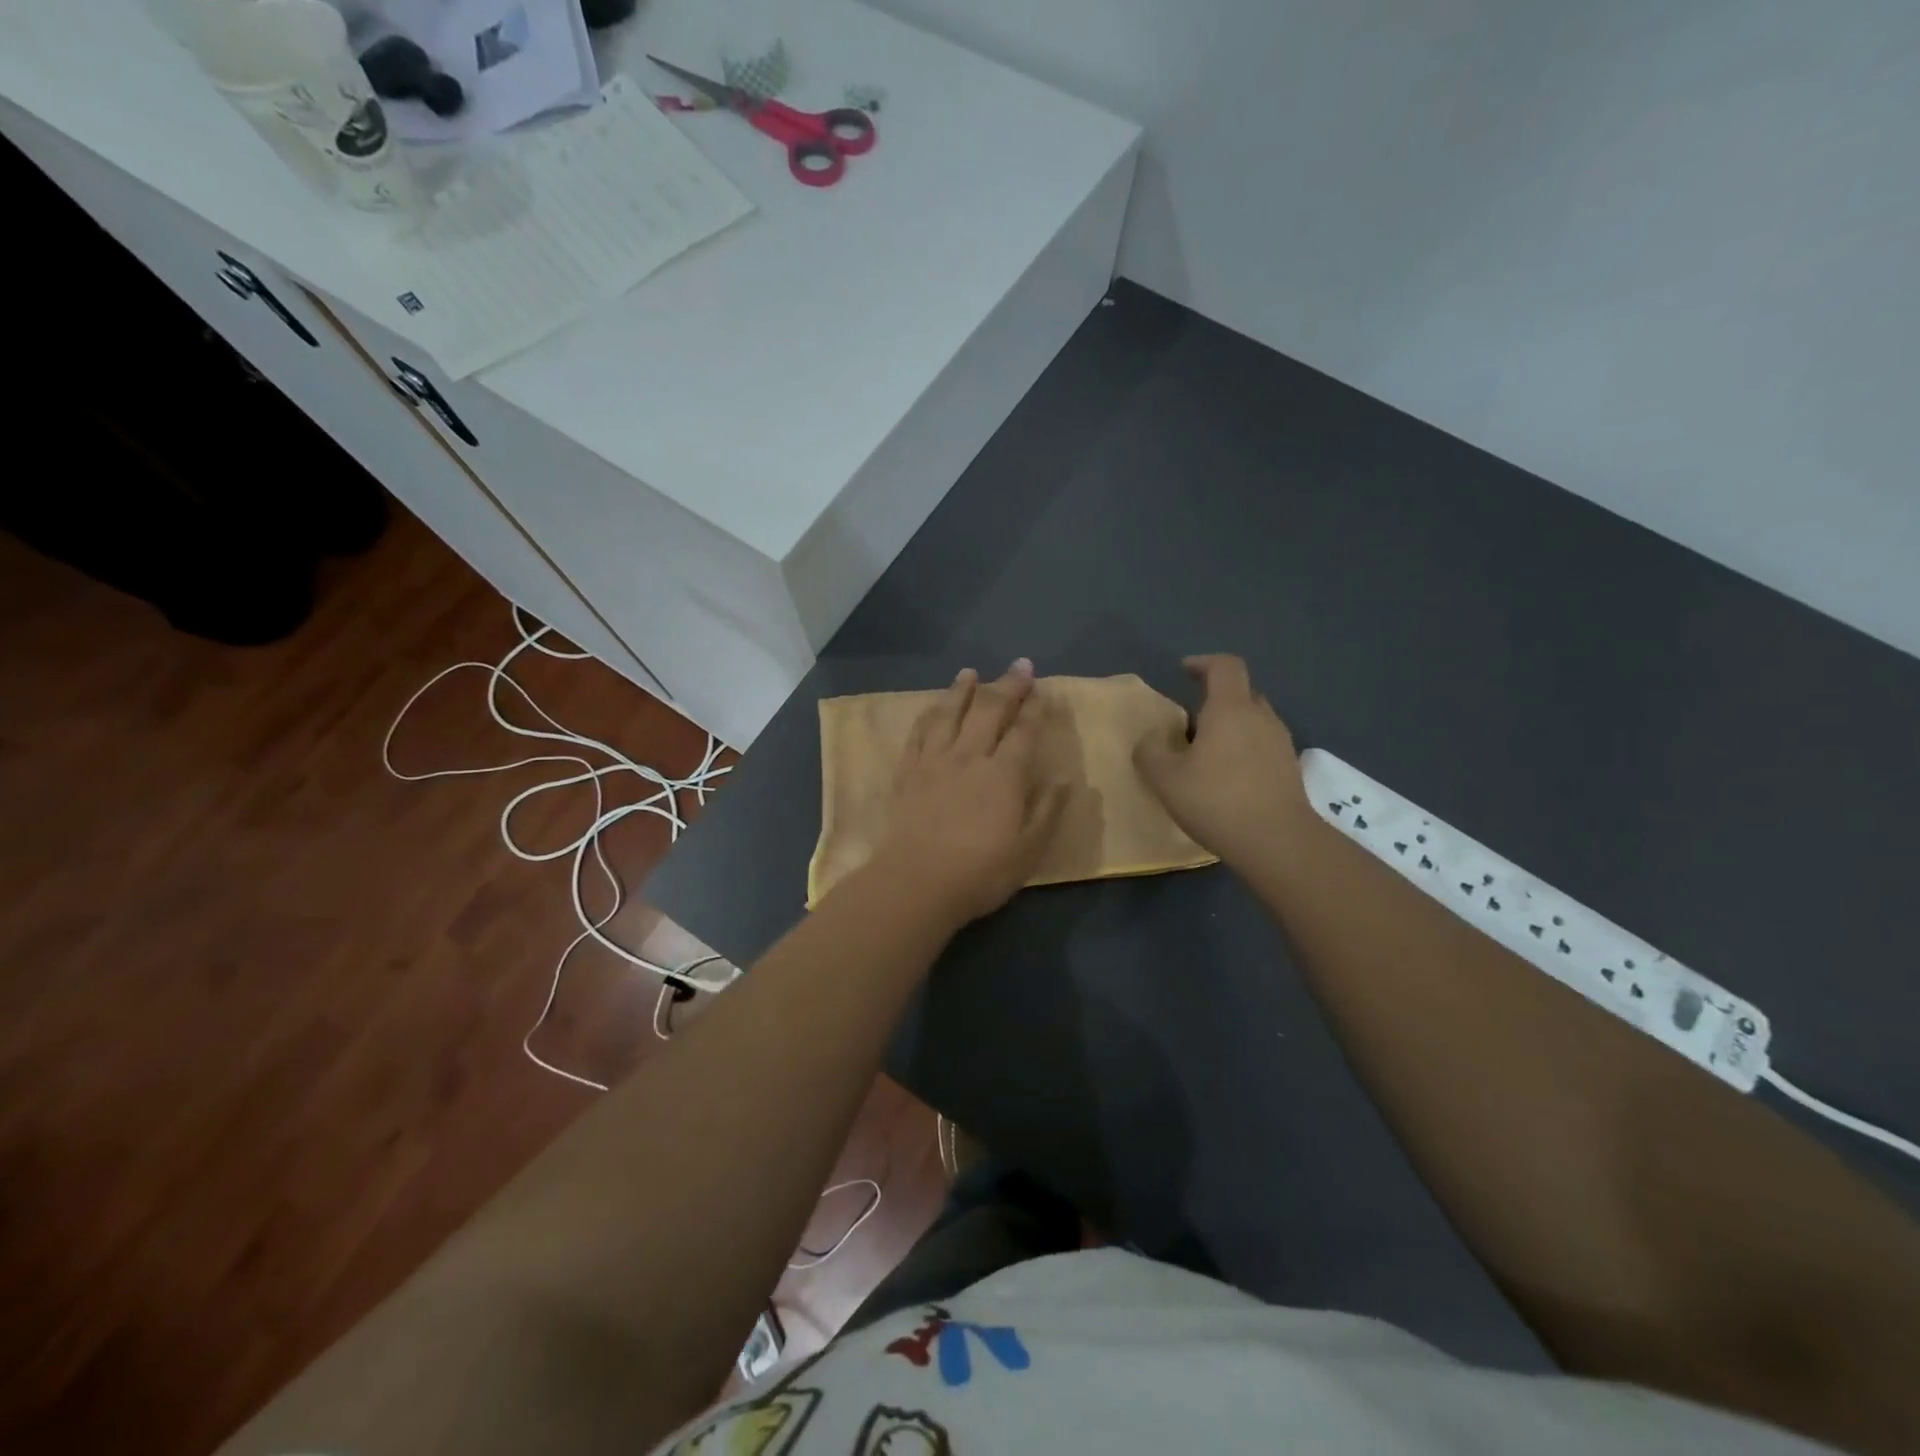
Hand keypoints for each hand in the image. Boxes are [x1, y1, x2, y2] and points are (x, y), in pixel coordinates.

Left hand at [875, 660, 1066, 926]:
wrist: (916, 883)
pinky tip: (932, 707)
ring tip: (970, 672)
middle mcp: (970, 757)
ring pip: (949, 714)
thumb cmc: (980, 872)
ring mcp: (934, 761)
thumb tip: (1063, 779)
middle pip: (990, 711)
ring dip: (962, 690)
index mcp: (1004, 775)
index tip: (1042, 688)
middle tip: (1019, 665)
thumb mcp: (1028, 850)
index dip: (1034, 708)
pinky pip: (918, 733)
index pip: (1023, 731)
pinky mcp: (907, 772)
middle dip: (1007, 686)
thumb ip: (1047, 811)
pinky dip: (928, 714)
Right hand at [1134, 654, 1314, 869]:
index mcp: (1230, 709)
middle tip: (1190, 723)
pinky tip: (1228, 779)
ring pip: (1254, 721)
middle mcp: (1261, 717)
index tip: (1184, 672)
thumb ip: (1149, 753)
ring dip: (1231, 727)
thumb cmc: (1217, 801)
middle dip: (1215, 700)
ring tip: (1207, 754)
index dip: (1203, 663)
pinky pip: (1263, 746)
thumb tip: (1149, 741)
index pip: (1224, 666)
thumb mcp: (1165, 779)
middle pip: (1241, 692)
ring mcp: (1281, 743)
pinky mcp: (1290, 769)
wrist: (1277, 842)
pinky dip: (1244, 750)